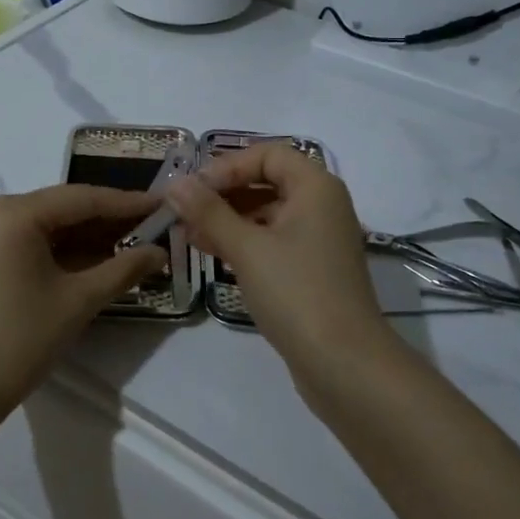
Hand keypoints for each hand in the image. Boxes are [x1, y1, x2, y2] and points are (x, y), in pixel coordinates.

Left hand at [0, 185, 169, 421]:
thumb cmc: (18, 342)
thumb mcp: (77, 302)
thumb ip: (123, 269)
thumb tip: (160, 252)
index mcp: (13, 212)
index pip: (82, 199)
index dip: (128, 202)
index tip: (166, 204)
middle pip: (63, 208)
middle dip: (109, 220)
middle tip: (156, 226)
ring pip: (47, 224)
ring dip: (88, 236)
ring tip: (136, 241)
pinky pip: (29, 240)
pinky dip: (62, 249)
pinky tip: (98, 257)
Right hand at [167, 144, 387, 371]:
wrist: (345, 364)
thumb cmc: (296, 292)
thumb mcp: (246, 248)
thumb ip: (208, 211)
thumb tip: (175, 183)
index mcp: (316, 188)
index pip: (268, 154)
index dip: (228, 165)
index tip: (194, 189)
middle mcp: (322, 206)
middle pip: (266, 182)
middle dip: (223, 193)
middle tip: (184, 210)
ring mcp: (319, 240)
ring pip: (266, 213)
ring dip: (227, 218)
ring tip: (188, 234)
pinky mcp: (312, 270)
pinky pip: (272, 240)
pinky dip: (243, 241)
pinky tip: (210, 253)